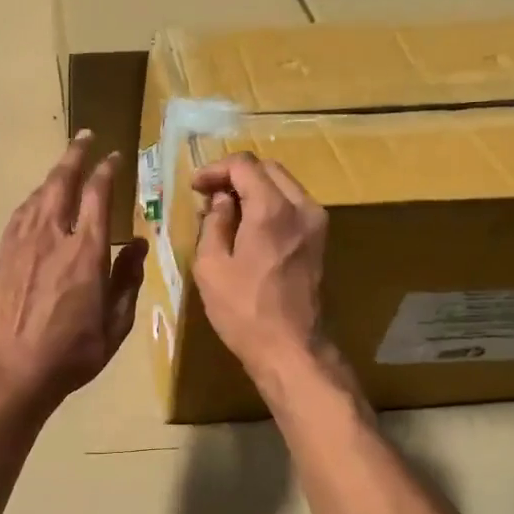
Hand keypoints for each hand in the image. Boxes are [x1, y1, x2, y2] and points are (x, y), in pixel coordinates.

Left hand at [0, 131, 146, 414]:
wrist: (13, 372)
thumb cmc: (73, 353)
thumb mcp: (116, 323)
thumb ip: (128, 279)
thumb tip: (138, 245)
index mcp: (86, 252)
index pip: (97, 195)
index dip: (106, 170)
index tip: (113, 157)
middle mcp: (52, 238)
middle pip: (61, 183)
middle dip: (75, 156)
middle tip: (84, 138)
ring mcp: (21, 245)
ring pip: (37, 197)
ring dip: (52, 177)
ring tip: (62, 167)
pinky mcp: (0, 258)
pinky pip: (18, 218)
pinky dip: (31, 203)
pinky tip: (35, 203)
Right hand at [190, 153, 330, 386]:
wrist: (290, 348)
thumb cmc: (243, 310)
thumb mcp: (211, 265)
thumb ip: (214, 223)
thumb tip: (221, 202)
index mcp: (272, 209)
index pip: (244, 165)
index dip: (215, 169)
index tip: (194, 187)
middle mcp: (301, 207)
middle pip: (268, 169)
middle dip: (235, 175)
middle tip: (208, 195)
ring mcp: (316, 224)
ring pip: (283, 185)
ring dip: (253, 189)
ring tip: (225, 211)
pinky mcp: (319, 241)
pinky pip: (292, 206)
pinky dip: (268, 204)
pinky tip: (247, 226)